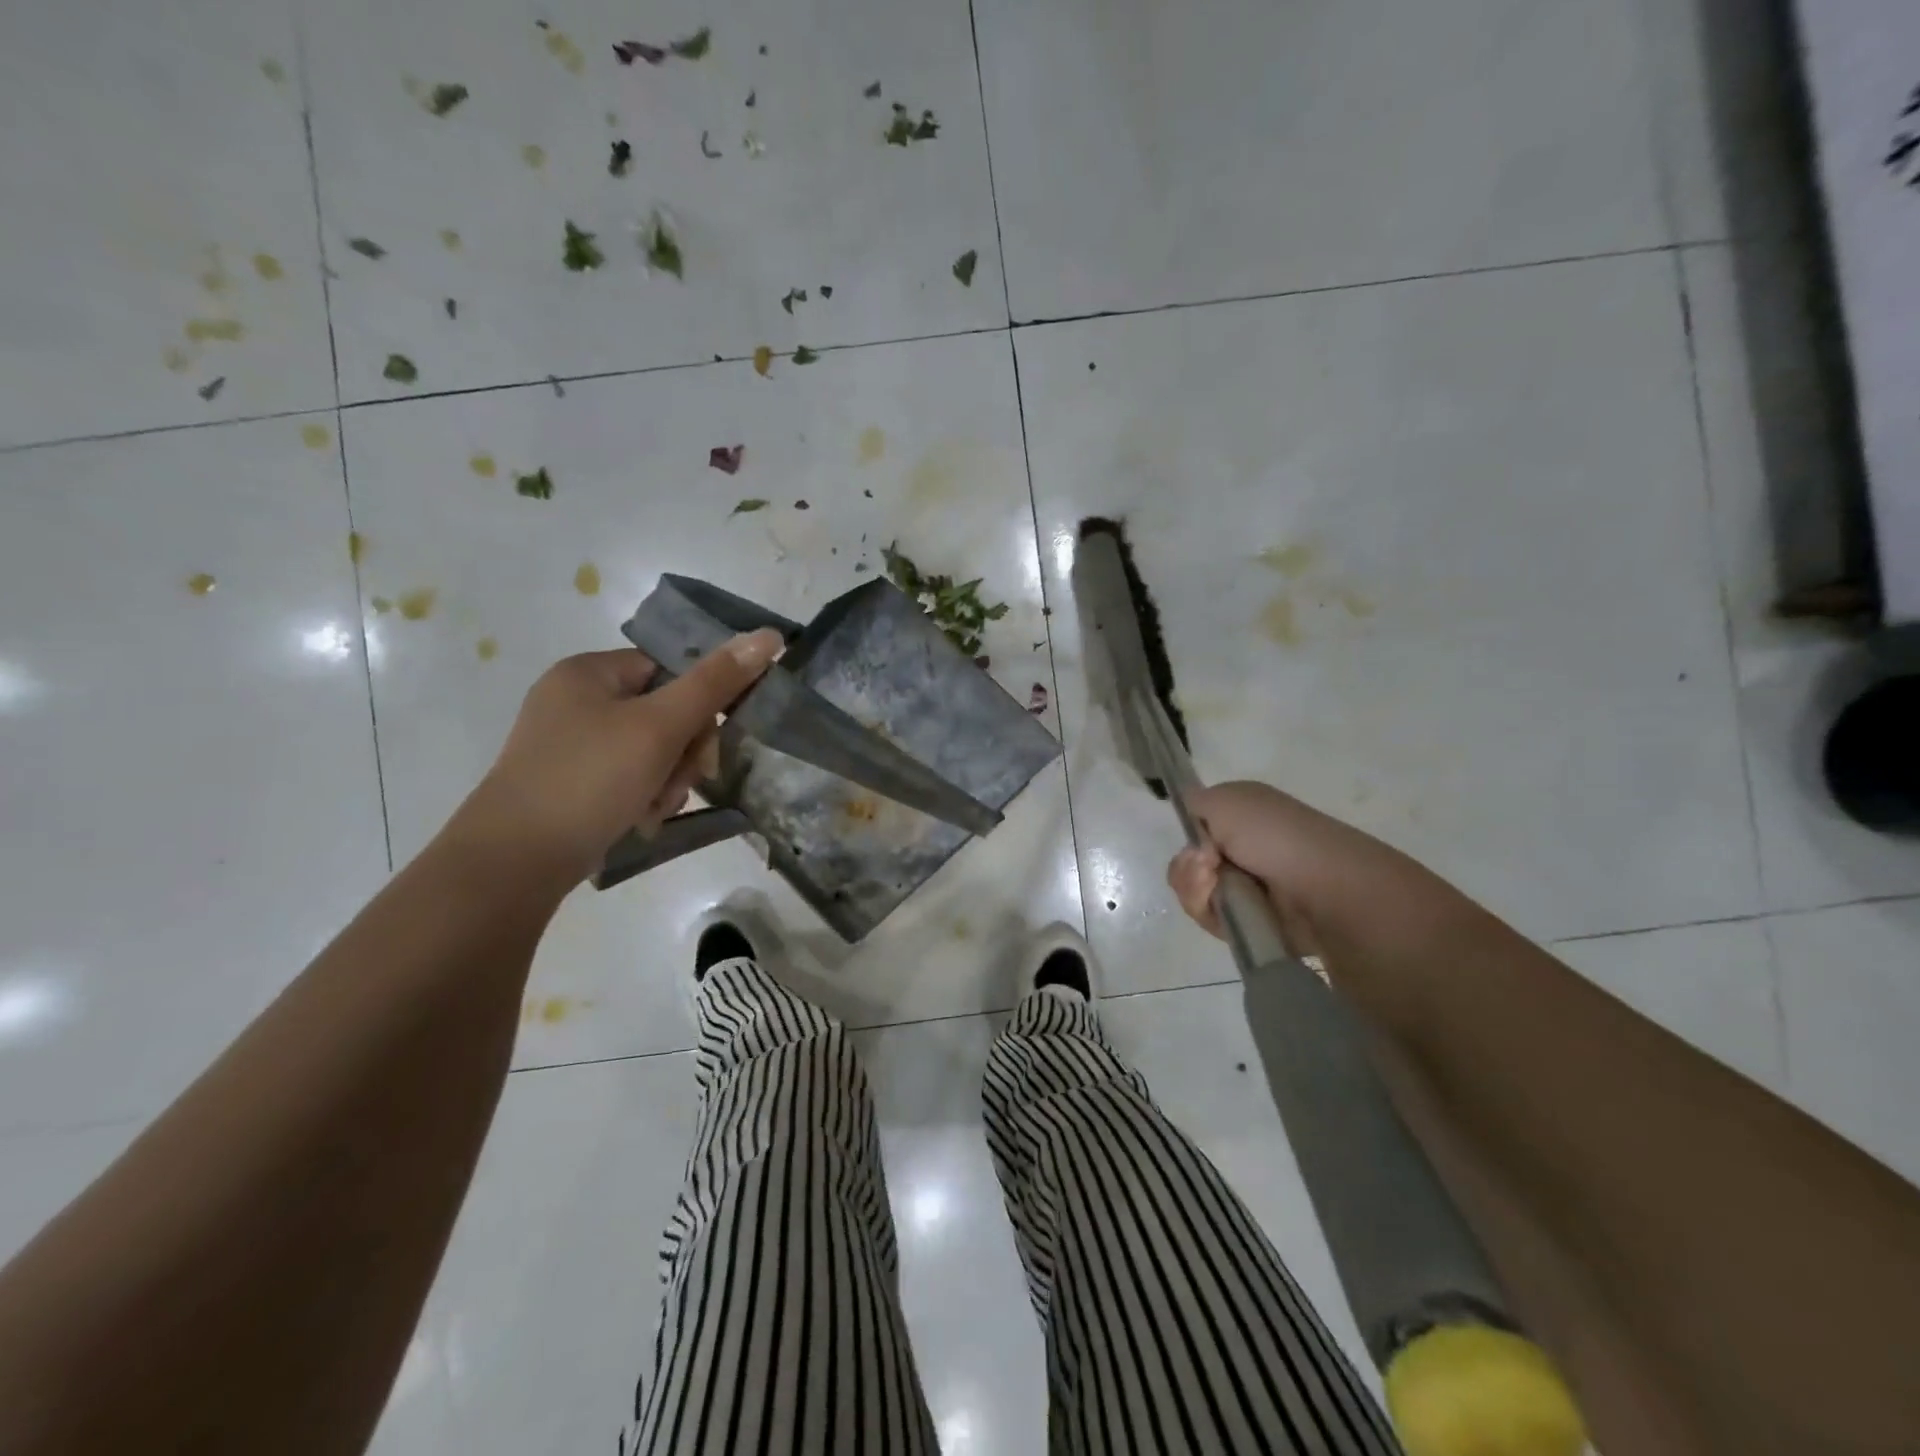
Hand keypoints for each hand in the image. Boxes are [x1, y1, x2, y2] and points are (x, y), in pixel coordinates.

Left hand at [449, 628, 782, 887]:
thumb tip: (768, 635)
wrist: (514, 862)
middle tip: (680, 783)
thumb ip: (716, 682)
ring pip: (652, 751)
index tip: (706, 744)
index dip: (698, 705)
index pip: (669, 669)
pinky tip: (639, 820)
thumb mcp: (660, 726)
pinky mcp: (571, 782)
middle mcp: (576, 701)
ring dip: (668, 780)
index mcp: (588, 672)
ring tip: (654, 808)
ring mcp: (571, 744)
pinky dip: (644, 797)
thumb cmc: (589, 779)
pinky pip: (628, 777)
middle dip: (683, 754)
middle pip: (664, 713)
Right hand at [1165, 780, 1437, 954]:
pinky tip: (1233, 914)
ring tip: (1221, 892)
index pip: (1196, 828)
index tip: (1199, 845)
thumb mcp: (1226, 799)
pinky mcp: (1256, 922)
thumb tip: (1188, 811)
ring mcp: (1252, 888)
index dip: (1190, 836)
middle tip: (1209, 869)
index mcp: (1245, 816)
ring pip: (1197, 893)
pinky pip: (1214, 921)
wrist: (1325, 892)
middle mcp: (1247, 849)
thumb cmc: (1277, 837)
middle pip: (1190, 864)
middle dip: (1189, 870)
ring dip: (1198, 893)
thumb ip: (1196, 800)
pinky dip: (1214, 918)